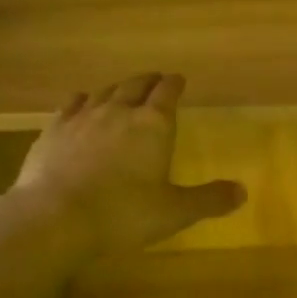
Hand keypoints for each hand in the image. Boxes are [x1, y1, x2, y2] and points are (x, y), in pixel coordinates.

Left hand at [14, 73, 244, 255]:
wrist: (55, 218)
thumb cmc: (123, 214)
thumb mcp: (174, 212)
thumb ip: (209, 199)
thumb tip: (242, 191)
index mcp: (153, 125)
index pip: (168, 92)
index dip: (175, 84)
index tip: (178, 80)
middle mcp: (119, 111)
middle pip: (136, 85)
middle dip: (148, 81)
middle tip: (155, 80)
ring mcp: (83, 117)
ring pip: (104, 92)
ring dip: (117, 88)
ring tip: (123, 90)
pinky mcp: (54, 129)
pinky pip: (71, 104)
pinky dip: (82, 99)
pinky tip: (81, 101)